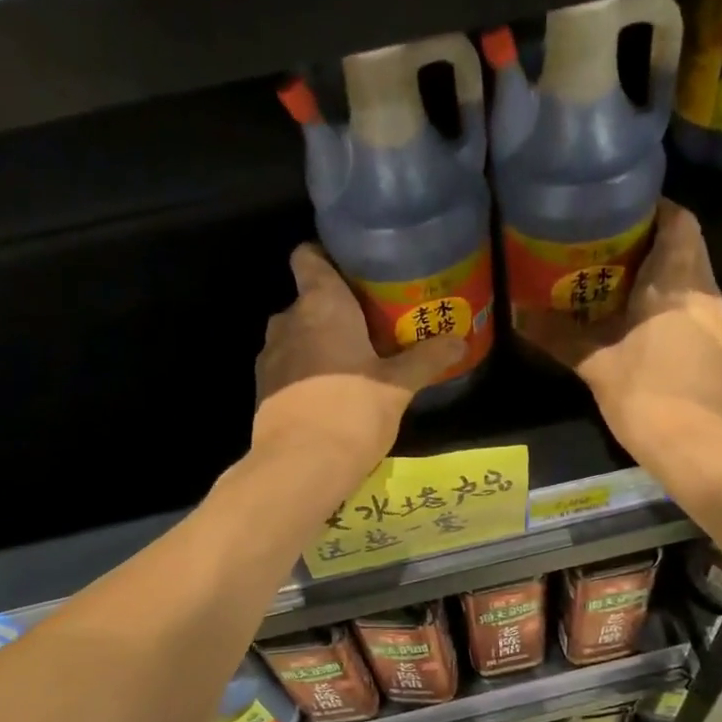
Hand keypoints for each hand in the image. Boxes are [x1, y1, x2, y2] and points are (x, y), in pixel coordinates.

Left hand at [253, 245, 464, 475]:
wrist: (300, 465)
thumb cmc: (352, 410)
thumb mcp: (398, 386)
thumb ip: (426, 359)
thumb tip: (459, 340)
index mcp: (321, 304)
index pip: (309, 255)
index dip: (327, 257)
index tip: (354, 273)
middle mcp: (288, 320)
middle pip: (309, 300)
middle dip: (336, 311)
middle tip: (372, 327)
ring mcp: (269, 356)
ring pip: (298, 336)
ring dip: (320, 345)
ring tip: (354, 364)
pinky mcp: (263, 390)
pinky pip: (288, 368)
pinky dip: (307, 373)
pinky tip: (331, 395)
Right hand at [514, 201, 721, 466]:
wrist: (708, 453)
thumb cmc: (651, 398)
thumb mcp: (598, 368)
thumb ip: (562, 338)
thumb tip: (520, 315)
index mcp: (679, 283)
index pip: (679, 221)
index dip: (653, 209)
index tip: (618, 212)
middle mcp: (708, 295)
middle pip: (684, 252)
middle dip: (648, 249)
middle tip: (604, 256)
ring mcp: (721, 328)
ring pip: (691, 288)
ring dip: (659, 286)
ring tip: (616, 295)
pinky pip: (695, 319)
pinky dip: (670, 316)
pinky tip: (643, 337)